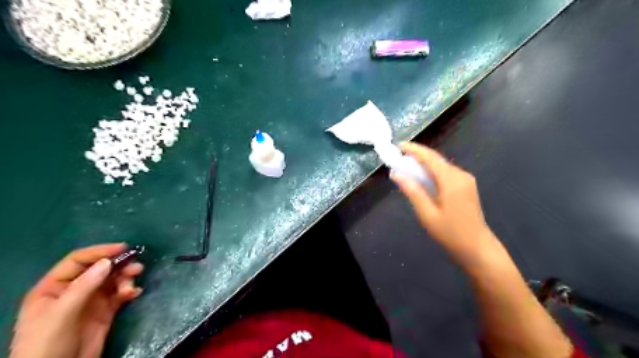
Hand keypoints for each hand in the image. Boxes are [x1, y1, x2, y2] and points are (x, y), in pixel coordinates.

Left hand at [10, 243, 142, 357]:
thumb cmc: (48, 343)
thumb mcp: (62, 313)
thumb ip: (84, 286)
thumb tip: (108, 261)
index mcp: (55, 287)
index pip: (79, 261)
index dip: (100, 252)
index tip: (124, 248)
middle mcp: (74, 290)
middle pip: (100, 269)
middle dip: (119, 266)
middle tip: (136, 268)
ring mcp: (91, 300)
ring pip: (113, 280)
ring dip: (126, 278)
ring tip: (132, 286)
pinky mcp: (105, 311)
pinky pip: (120, 294)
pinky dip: (129, 290)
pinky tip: (134, 294)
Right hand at [389, 142, 497, 266]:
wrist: (478, 249)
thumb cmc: (450, 233)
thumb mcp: (427, 214)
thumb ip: (412, 191)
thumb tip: (396, 174)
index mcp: (451, 180)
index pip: (430, 158)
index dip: (414, 149)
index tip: (398, 145)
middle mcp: (460, 175)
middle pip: (436, 159)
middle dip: (417, 156)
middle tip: (398, 158)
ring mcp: (466, 180)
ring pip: (441, 166)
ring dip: (424, 165)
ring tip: (406, 167)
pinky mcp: (466, 186)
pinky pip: (446, 173)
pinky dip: (431, 172)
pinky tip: (422, 179)